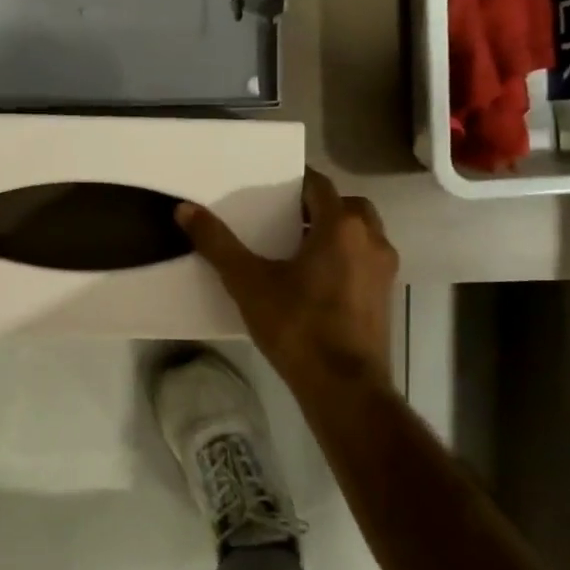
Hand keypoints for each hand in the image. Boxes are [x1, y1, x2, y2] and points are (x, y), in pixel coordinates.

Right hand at [178, 169, 398, 400]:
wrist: (345, 387)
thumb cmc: (297, 326)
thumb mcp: (248, 283)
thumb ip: (217, 244)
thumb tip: (185, 209)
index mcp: (340, 226)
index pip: (319, 185)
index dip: (295, 181)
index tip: (271, 187)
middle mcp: (371, 240)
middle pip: (346, 205)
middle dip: (318, 206)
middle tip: (285, 218)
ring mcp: (384, 270)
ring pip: (362, 233)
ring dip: (336, 232)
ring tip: (299, 248)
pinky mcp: (385, 297)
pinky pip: (366, 260)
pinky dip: (346, 257)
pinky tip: (316, 280)